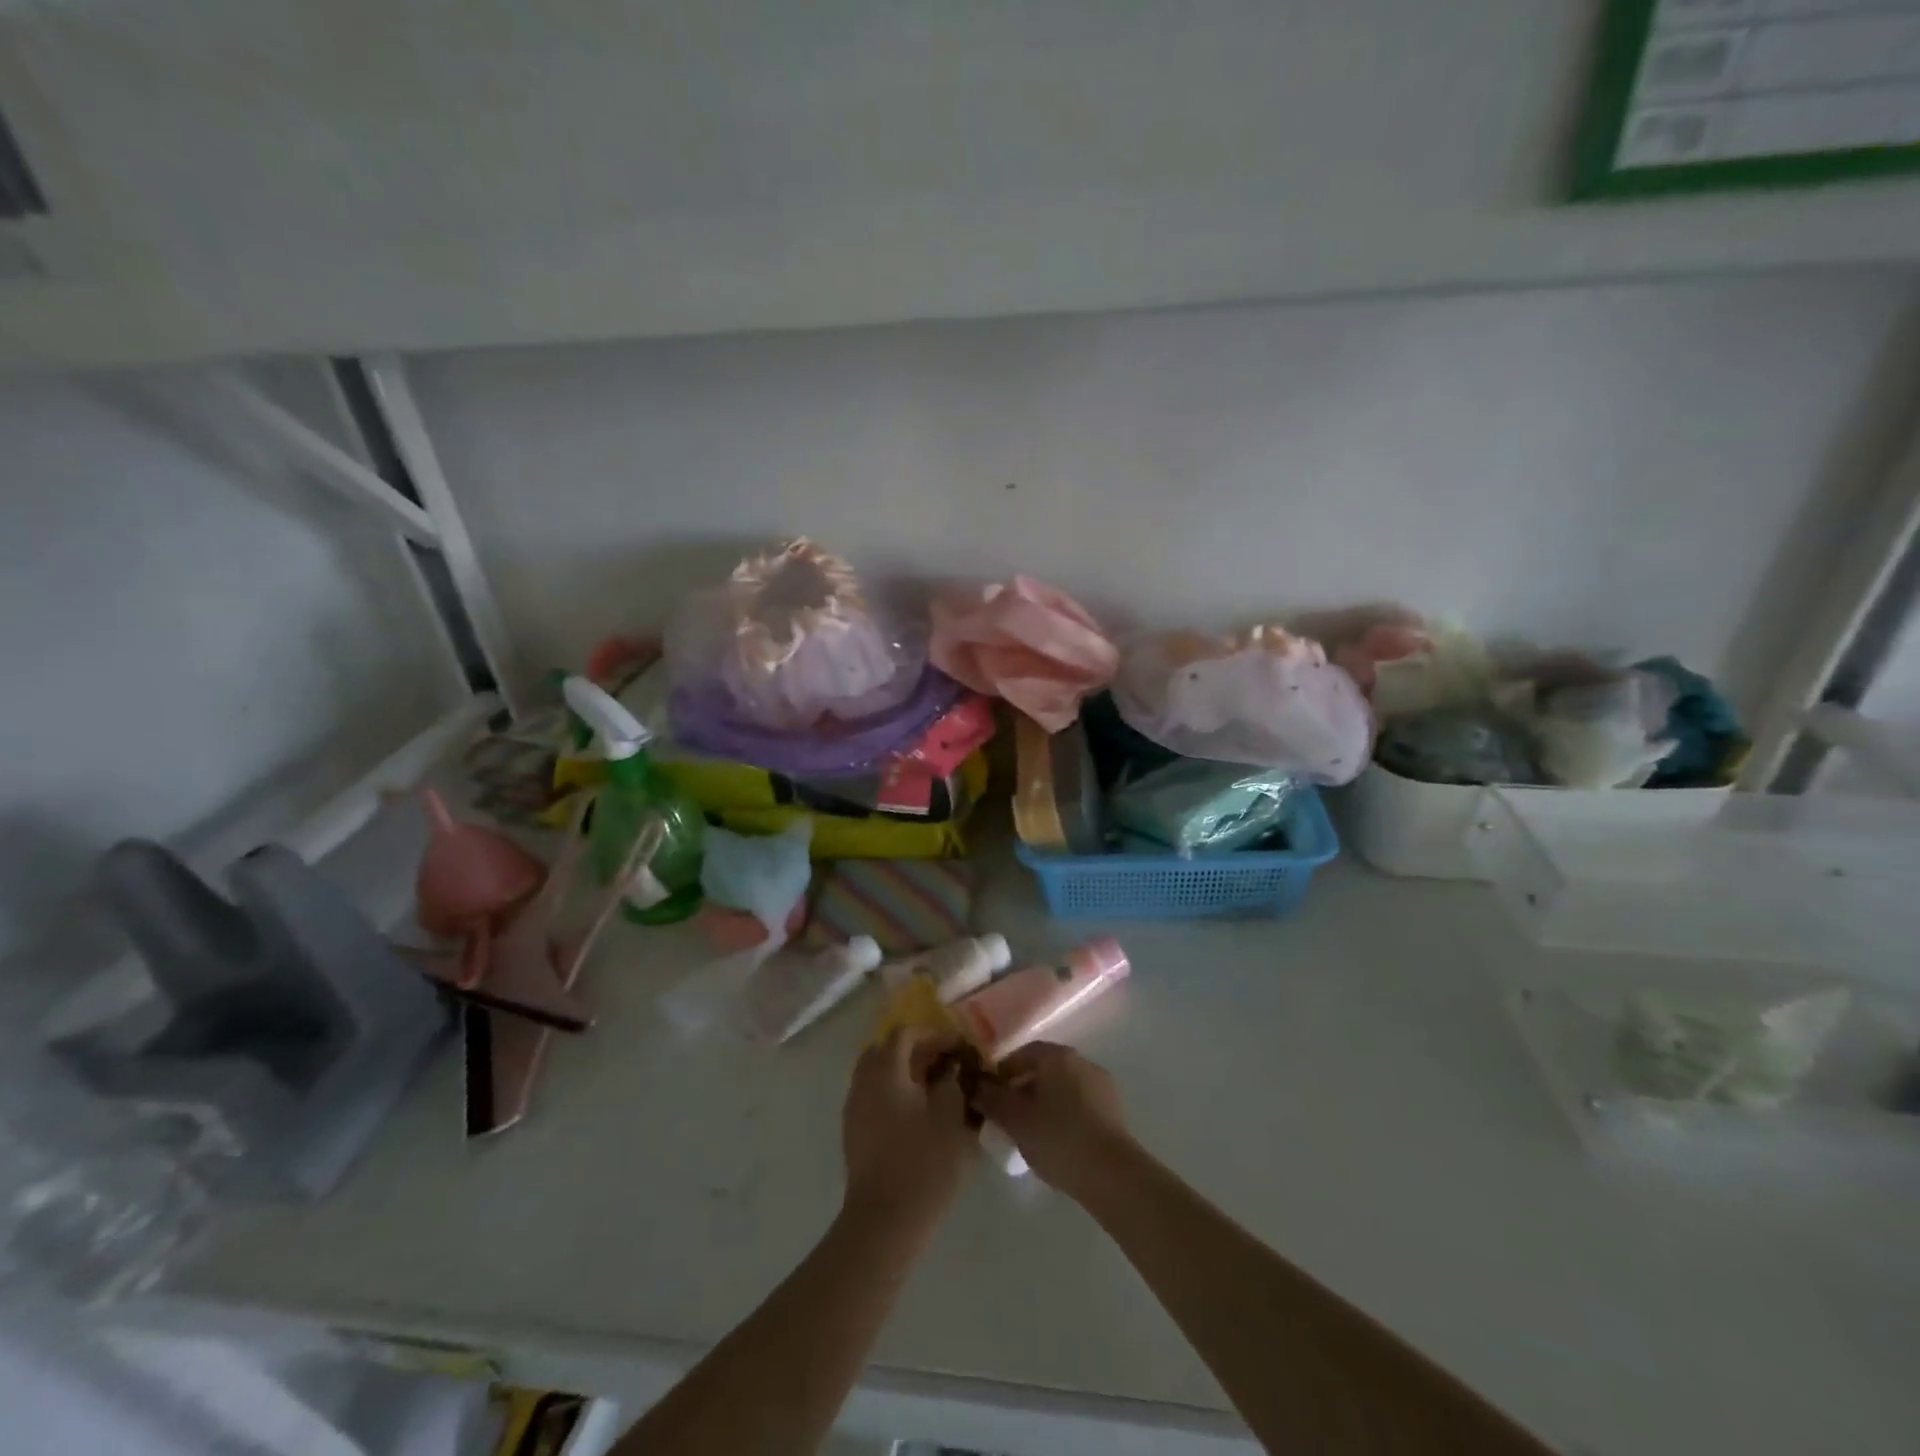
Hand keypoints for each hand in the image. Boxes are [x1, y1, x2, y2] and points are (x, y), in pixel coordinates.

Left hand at [841, 1028, 976, 1226]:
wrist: (885, 1222)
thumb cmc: (924, 1165)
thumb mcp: (954, 1118)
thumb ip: (954, 1083)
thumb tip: (953, 1069)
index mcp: (886, 1071)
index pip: (906, 1034)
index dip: (935, 1035)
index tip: (959, 1050)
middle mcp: (864, 1081)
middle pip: (888, 1050)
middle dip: (918, 1051)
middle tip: (946, 1065)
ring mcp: (854, 1108)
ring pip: (878, 1074)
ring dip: (906, 1073)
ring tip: (936, 1090)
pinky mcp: (854, 1133)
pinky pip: (874, 1096)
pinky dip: (895, 1093)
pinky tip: (919, 1115)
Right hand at [972, 1043, 1134, 1200]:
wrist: (1112, 1175)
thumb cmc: (1057, 1138)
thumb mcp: (1015, 1120)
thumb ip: (991, 1099)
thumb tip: (976, 1086)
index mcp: (1057, 1056)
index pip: (1022, 1054)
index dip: (1002, 1073)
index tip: (989, 1096)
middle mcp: (1082, 1062)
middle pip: (1044, 1070)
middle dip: (1023, 1089)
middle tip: (1007, 1117)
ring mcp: (1102, 1086)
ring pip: (1063, 1089)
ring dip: (1044, 1104)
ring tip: (1030, 1134)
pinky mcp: (1114, 1112)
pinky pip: (1080, 1106)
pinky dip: (1064, 1117)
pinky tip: (1056, 1143)